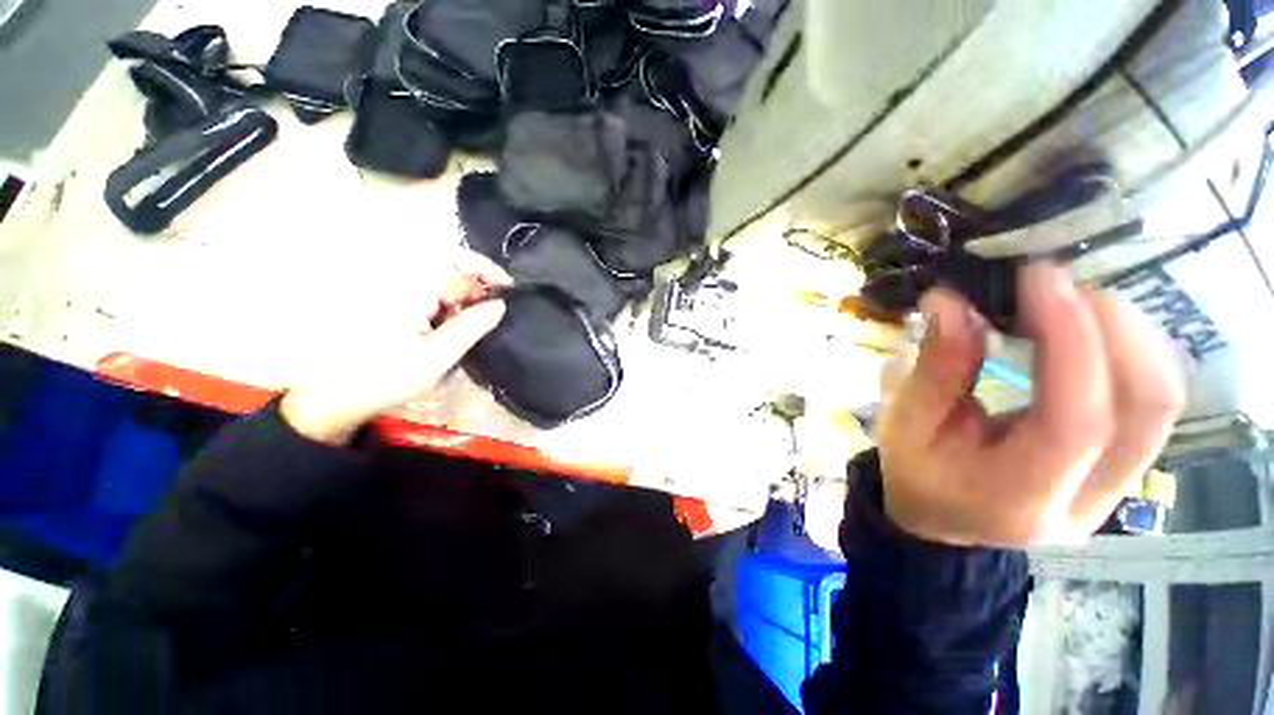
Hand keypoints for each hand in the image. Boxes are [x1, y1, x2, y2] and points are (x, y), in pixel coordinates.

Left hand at [281, 250, 512, 445]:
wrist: (347, 395)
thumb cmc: (389, 376)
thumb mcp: (437, 356)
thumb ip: (471, 327)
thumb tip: (501, 304)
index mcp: (416, 291)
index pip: (456, 260)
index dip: (486, 268)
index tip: (509, 288)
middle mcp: (412, 288)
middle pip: (456, 271)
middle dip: (484, 286)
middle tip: (500, 312)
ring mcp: (411, 299)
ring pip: (452, 287)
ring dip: (475, 300)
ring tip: (486, 324)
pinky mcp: (411, 312)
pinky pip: (443, 301)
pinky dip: (462, 310)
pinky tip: (466, 330)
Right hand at [878, 262, 1184, 548]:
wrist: (944, 520)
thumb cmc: (915, 475)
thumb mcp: (905, 426)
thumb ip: (934, 369)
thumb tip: (951, 302)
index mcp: (1017, 498)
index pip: (1074, 422)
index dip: (1070, 342)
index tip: (1039, 280)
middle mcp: (1086, 500)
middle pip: (1146, 409)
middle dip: (1115, 328)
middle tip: (1060, 286)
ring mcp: (1117, 487)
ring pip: (1162, 402)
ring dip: (1130, 335)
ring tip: (1074, 301)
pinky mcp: (1125, 468)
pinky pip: (1151, 403)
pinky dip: (1132, 352)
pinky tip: (1091, 330)